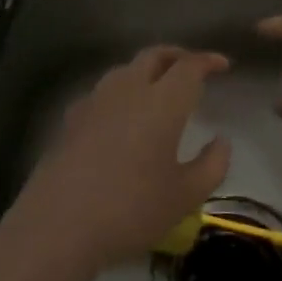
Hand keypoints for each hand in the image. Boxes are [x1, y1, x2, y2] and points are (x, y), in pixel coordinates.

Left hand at [2, 47, 231, 275]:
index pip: (189, 66)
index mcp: (162, 102)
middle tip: (192, 68)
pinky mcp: (71, 118)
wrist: (58, 225)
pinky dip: (121, 92)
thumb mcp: (185, 196)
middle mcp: (128, 90)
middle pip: (154, 55)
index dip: (208, 61)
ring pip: (125, 69)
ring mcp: (95, 101)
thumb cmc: (131, 209)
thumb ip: (212, 165)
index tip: (223, 66)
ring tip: (159, 89)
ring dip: (147, 70)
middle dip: (177, 55)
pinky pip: (103, 92)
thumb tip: (221, 141)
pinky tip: (121, 116)